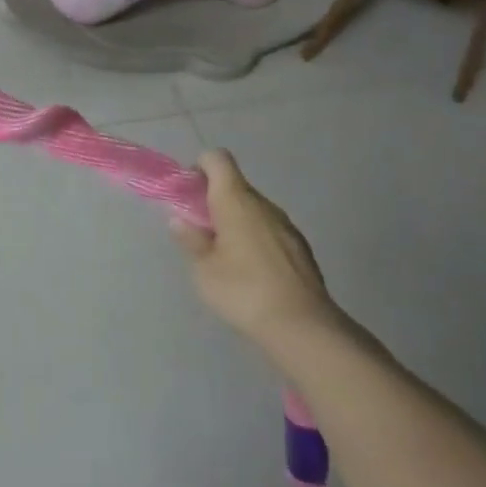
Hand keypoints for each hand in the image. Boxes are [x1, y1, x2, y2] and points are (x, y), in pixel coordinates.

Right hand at [171, 150, 346, 363]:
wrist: (305, 328)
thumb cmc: (244, 291)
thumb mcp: (204, 269)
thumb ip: (191, 240)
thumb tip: (180, 220)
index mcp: (235, 200)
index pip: (217, 159)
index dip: (200, 168)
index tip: (189, 195)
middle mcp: (263, 204)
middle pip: (235, 185)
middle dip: (214, 201)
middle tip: (201, 232)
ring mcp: (286, 225)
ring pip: (253, 209)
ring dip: (236, 221)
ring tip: (226, 257)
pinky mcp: (301, 248)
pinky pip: (270, 230)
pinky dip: (256, 239)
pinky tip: (252, 273)